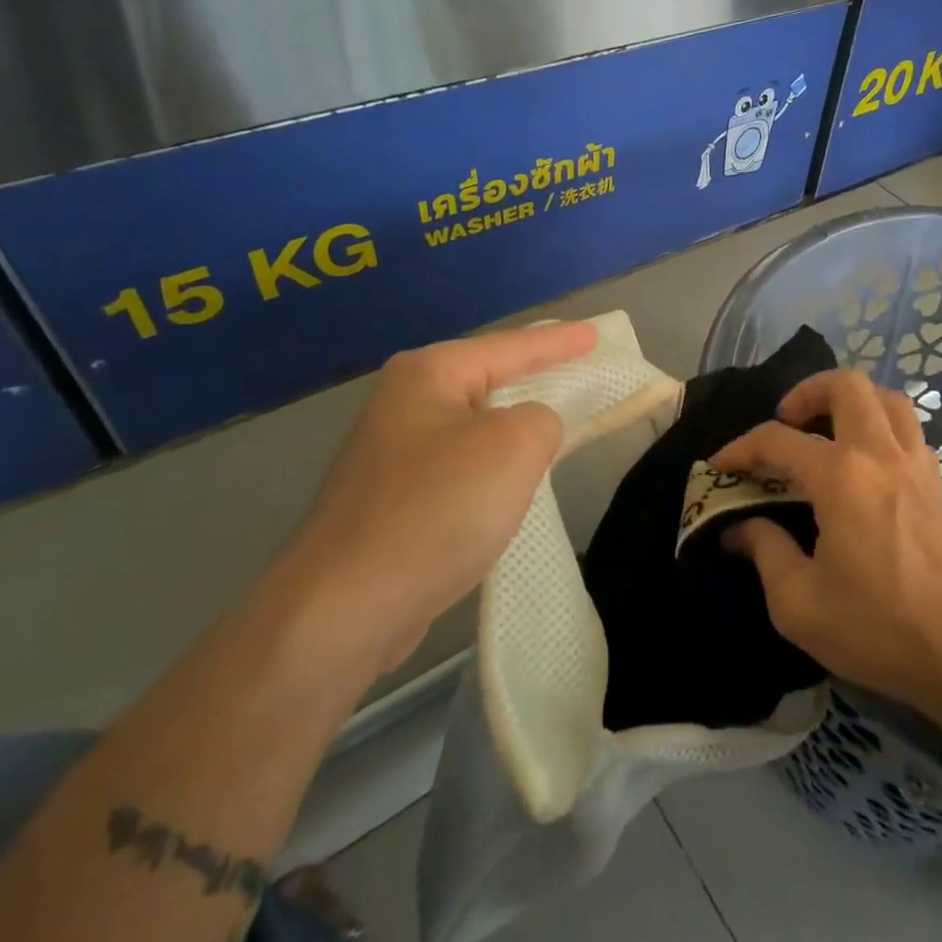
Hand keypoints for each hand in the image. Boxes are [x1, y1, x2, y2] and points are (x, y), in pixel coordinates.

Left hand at [282, 321, 597, 670]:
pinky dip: (491, 469)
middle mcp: (404, 402)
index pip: (511, 346)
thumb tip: (530, 430)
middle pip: (488, 380)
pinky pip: (460, 466)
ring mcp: (392, 453)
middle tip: (580, 372)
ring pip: (474, 427)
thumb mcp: (514, 446)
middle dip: (535, 378)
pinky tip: (509, 485)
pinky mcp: (392, 499)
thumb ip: (543, 418)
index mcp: (428, 374)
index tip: (595, 334)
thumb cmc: (437, 508)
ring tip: (554, 426)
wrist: (346, 607)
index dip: (559, 342)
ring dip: (513, 429)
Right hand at [711, 370, 941, 711]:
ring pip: (885, 398)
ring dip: (850, 402)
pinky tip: (865, 464)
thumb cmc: (878, 627)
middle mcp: (879, 454)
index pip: (778, 439)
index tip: (720, 466)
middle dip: (807, 392)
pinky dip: (879, 426)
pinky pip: (907, 428)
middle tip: (787, 423)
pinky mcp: (937, 483)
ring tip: (826, 432)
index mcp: (841, 476)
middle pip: (846, 385)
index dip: (741, 448)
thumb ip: (764, 553)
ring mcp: (916, 464)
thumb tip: (738, 529)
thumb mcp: (799, 603)